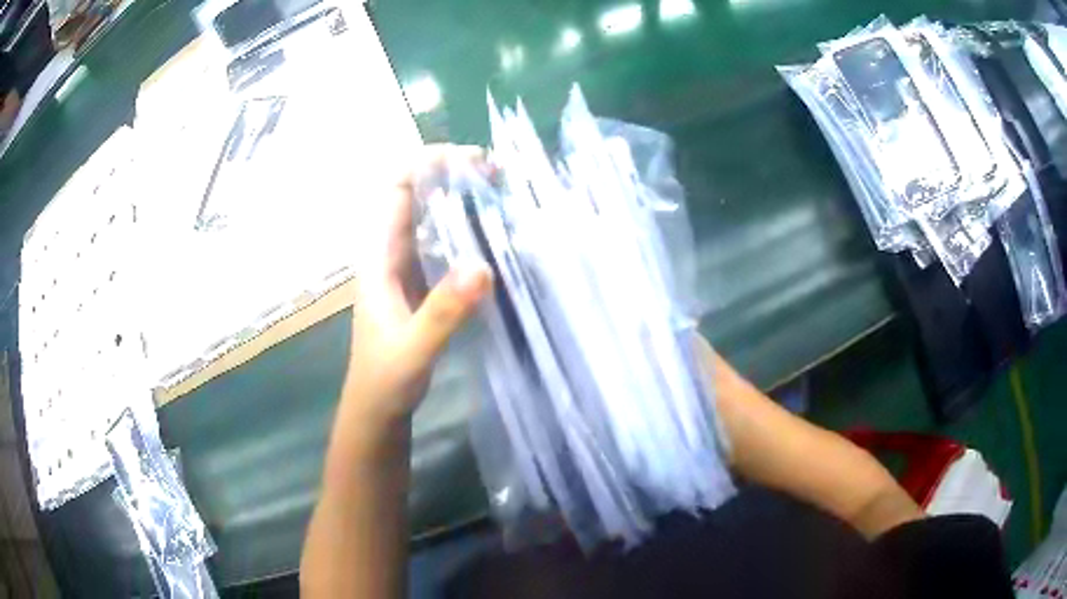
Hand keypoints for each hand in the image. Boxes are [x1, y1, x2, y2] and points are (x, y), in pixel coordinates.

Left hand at [339, 145, 492, 440]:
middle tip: (502, 178)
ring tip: (507, 200)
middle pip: (418, 198)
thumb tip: (483, 266)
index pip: (396, 190)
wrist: (377, 412)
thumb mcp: (412, 350)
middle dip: (455, 178)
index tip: (472, 161)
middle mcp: (391, 255)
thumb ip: (443, 313)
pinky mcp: (423, 289)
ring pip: (433, 222)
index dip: (428, 163)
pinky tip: (497, 241)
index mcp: (379, 258)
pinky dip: (469, 235)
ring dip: (464, 204)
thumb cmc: (384, 382)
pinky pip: (445, 248)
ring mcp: (408, 271)